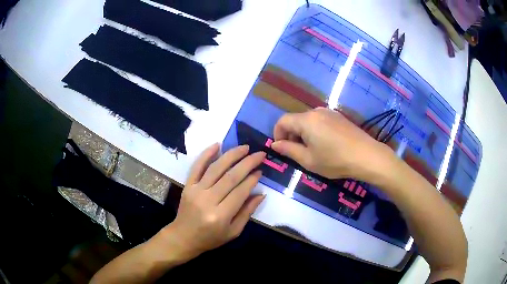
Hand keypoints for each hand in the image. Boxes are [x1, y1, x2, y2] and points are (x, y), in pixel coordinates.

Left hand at [160, 144, 265, 260]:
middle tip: (259, 154)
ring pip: (216, 168)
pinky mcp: (188, 185)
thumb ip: (247, 212)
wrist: (183, 237)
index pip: (240, 192)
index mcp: (220, 215)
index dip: (252, 180)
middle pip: (230, 177)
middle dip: (247, 163)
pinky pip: (197, 167)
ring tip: (245, 147)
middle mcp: (208, 200)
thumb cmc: (211, 238)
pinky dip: (206, 154)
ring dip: (231, 155)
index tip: (261, 171)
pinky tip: (217, 145)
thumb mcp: (233, 232)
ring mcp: (196, 191)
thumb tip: (261, 194)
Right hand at [271, 107, 393, 181]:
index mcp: (306, 120)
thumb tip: (275, 144)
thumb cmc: (335, 160)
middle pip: (296, 120)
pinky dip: (315, 130)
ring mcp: (329, 112)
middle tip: (298, 153)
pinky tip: (325, 144)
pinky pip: (320, 120)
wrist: (366, 156)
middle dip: (291, 135)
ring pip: (308, 120)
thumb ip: (289, 150)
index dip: (277, 134)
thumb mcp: (309, 160)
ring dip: (303, 133)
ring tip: (312, 150)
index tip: (282, 148)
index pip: (283, 121)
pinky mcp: (339, 116)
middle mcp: (316, 111)